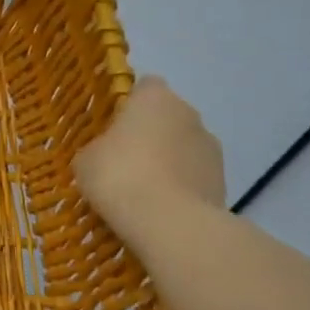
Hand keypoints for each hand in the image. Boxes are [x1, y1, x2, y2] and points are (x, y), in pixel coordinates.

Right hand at [73, 75, 225, 228]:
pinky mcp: (223, 179)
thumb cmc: (119, 177)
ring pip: (182, 146)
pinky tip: (161, 207)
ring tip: (144, 190)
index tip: (113, 126)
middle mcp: (189, 113)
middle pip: (166, 117)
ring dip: (168, 160)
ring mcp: (211, 147)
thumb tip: (107, 153)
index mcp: (155, 98)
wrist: (170, 223)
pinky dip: (181, 185)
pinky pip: (193, 175)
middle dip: (149, 134)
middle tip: (124, 161)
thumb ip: (98, 147)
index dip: (129, 104)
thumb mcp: (86, 160)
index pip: (145, 86)